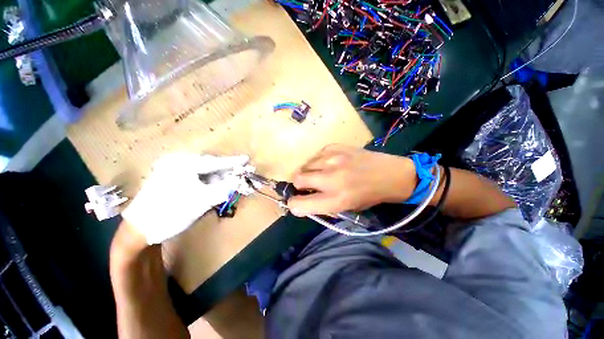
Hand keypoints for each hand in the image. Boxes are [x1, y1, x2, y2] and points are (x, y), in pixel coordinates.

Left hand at [122, 153, 248, 243]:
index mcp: (182, 164)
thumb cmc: (171, 213)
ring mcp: (174, 171)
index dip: (233, 162)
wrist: (138, 231)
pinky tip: (217, 190)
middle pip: (211, 167)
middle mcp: (178, 163)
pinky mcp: (173, 180)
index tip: (247, 160)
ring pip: (205, 174)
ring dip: (219, 180)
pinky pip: (197, 179)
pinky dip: (210, 185)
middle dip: (227, 173)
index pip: (215, 162)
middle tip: (241, 177)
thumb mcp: (202, 200)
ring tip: (232, 186)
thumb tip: (241, 180)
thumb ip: (225, 188)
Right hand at [288, 145, 415, 215]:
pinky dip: (317, 162)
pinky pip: (316, 155)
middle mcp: (331, 179)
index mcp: (335, 200)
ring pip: (305, 166)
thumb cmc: (368, 196)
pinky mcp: (336, 147)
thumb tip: (302, 200)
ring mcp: (333, 159)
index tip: (297, 201)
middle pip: (298, 180)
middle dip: (300, 185)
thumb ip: (321, 205)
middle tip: (309, 186)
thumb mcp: (345, 208)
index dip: (294, 204)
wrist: (390, 174)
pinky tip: (328, 164)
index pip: (299, 204)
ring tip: (320, 174)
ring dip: (308, 172)